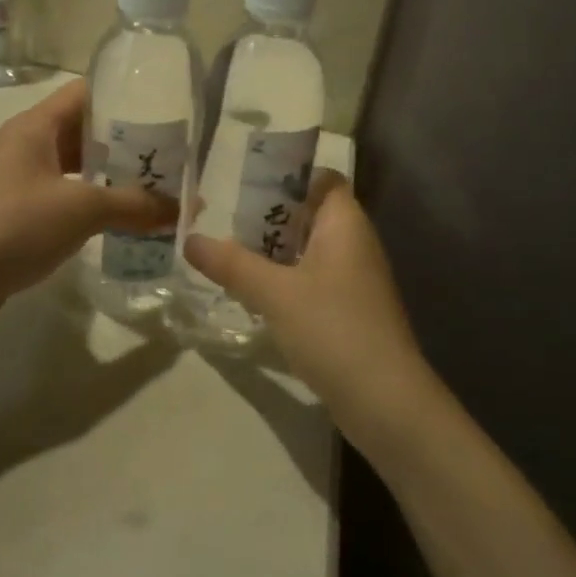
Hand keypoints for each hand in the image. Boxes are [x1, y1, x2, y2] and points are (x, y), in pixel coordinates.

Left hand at [0, 79, 175, 331]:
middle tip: (174, 159)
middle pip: (86, 133)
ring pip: (77, 170)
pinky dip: (95, 208)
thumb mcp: (79, 209)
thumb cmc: (9, 226)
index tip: (168, 111)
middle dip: (129, 145)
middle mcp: (27, 146)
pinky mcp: (17, 218)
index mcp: (36, 126)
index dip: (126, 97)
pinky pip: (66, 201)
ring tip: (160, 191)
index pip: (88, 93)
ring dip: (114, 180)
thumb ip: (135, 204)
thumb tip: (187, 206)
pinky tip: (125, 224)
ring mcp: (20, 183)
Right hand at [184, 172, 437, 452]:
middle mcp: (354, 243)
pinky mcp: (349, 310)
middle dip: (269, 215)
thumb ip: (232, 264)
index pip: (322, 179)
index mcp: (345, 224)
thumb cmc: (333, 329)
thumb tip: (190, 239)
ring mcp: (354, 279)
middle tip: (223, 218)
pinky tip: (253, 292)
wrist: (385, 401)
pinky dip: (285, 279)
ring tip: (228, 252)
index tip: (246, 182)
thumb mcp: (275, 294)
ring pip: (308, 249)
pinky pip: (312, 279)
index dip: (288, 175)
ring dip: (273, 250)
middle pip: (310, 213)